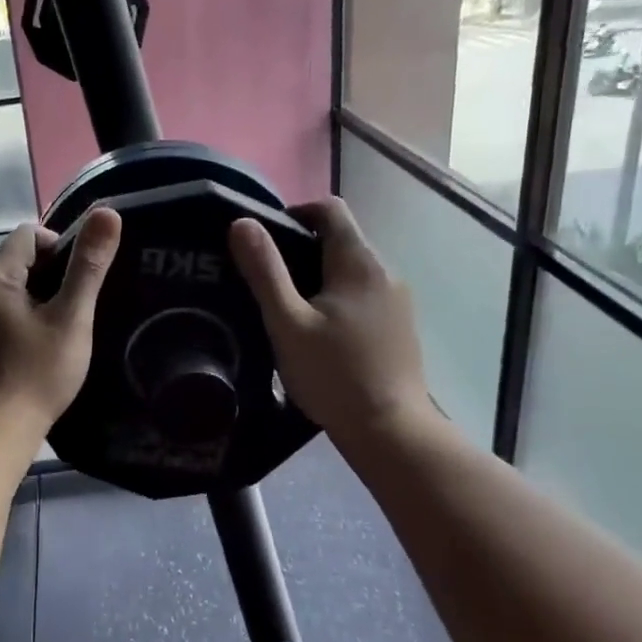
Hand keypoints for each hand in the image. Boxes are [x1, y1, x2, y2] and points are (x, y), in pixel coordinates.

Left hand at [0, 209, 121, 428]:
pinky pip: (0, 313)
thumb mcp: (71, 317)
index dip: (61, 247)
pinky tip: (40, 345)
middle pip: (18, 260)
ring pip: (10, 289)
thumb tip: (107, 213)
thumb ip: (89, 265)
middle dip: (51, 274)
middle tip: (77, 306)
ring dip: (38, 298)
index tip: (81, 279)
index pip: (29, 234)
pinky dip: (22, 318)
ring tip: (63, 326)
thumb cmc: (38, 372)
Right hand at [228, 198, 434, 442]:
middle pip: (341, 239)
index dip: (295, 212)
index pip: (330, 209)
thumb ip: (265, 271)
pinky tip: (318, 332)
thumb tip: (242, 223)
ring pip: (351, 270)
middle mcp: (385, 272)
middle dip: (301, 248)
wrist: (389, 431)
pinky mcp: (399, 326)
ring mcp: (397, 300)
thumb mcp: (287, 323)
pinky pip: (362, 295)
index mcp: (359, 262)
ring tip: (286, 308)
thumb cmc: (333, 375)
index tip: (264, 240)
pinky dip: (337, 298)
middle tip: (266, 279)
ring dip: (318, 276)